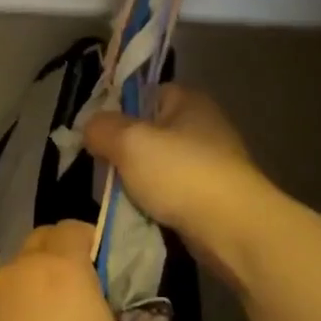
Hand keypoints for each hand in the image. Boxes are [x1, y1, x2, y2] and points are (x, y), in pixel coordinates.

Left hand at [0, 222, 175, 320]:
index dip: (98, 241)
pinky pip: (8, 309)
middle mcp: (21, 274)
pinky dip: (25, 317)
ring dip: (43, 289)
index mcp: (60, 268)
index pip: (75, 227)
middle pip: (42, 244)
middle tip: (95, 295)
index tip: (116, 272)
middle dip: (67, 258)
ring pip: (22, 277)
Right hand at [84, 86, 265, 277]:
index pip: (145, 93)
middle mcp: (203, 125)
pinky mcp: (212, 194)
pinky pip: (171, 191)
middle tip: (104, 168)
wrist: (230, 226)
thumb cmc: (179, 174)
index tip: (96, 134)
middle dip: (124, 151)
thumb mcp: (128, 142)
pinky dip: (155, 201)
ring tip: (118, 195)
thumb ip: (101, 128)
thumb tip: (90, 127)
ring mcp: (211, 162)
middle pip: (149, 132)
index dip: (118, 110)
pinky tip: (141, 212)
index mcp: (189, 101)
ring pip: (157, 165)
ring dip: (137, 180)